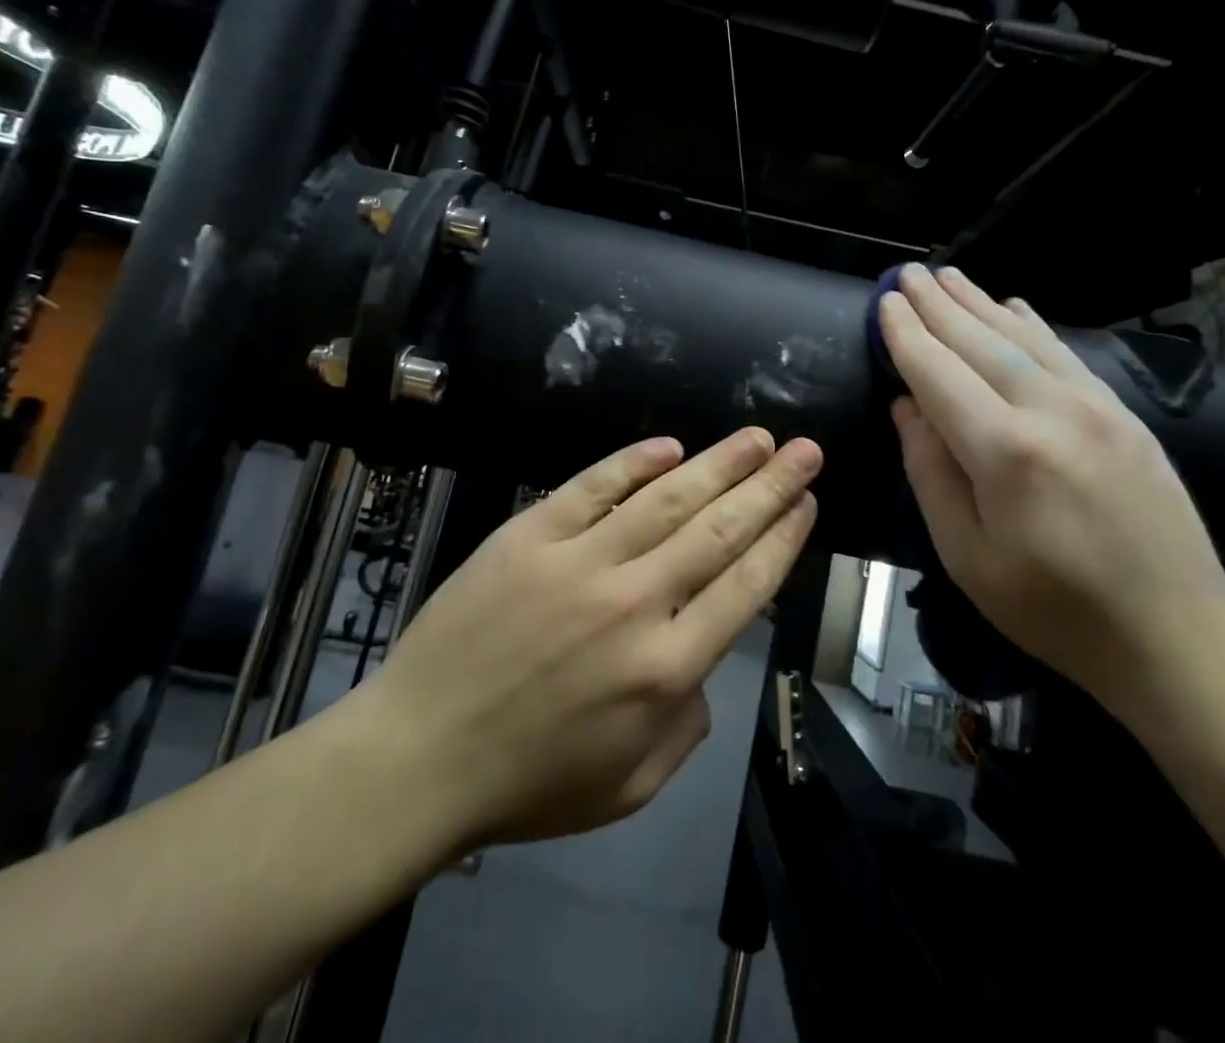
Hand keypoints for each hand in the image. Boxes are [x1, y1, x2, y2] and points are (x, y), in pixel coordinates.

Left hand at [351, 429, 820, 852]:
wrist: (417, 757)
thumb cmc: (528, 782)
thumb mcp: (631, 786)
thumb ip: (687, 725)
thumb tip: (705, 662)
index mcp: (667, 670)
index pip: (746, 585)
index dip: (783, 538)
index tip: (807, 503)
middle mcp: (636, 604)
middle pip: (719, 531)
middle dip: (771, 486)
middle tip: (804, 451)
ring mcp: (580, 562)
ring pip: (666, 499)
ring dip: (719, 463)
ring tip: (757, 438)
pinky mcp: (529, 536)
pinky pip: (591, 487)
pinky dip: (633, 463)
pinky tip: (669, 446)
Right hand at [878, 264, 1224, 707]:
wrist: (1177, 636)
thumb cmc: (1054, 610)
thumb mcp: (967, 557)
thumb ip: (930, 473)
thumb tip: (907, 407)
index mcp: (1005, 452)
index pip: (938, 373)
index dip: (906, 335)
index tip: (883, 303)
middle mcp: (1050, 411)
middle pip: (980, 341)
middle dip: (937, 304)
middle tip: (905, 272)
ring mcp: (1095, 406)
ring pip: (1023, 337)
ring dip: (979, 302)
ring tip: (947, 275)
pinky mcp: (1124, 414)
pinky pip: (1064, 352)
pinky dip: (1030, 324)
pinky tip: (1012, 306)